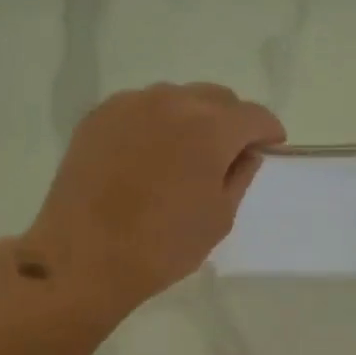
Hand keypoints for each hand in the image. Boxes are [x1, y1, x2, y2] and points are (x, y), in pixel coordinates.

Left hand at [21, 82, 284, 312]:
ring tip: (184, 155)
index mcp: (211, 128)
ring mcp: (131, 104)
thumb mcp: (219, 218)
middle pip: (216, 98)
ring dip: (192, 119)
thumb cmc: (163, 246)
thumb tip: (245, 154)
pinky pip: (141, 108)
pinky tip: (148, 157)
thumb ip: (239, 177)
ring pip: (176, 98)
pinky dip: (155, 124)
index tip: (269, 149)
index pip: (254, 115)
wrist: (86, 256)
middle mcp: (172, 102)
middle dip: (230, 122)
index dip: (268, 132)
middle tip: (228, 154)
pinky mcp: (99, 116)